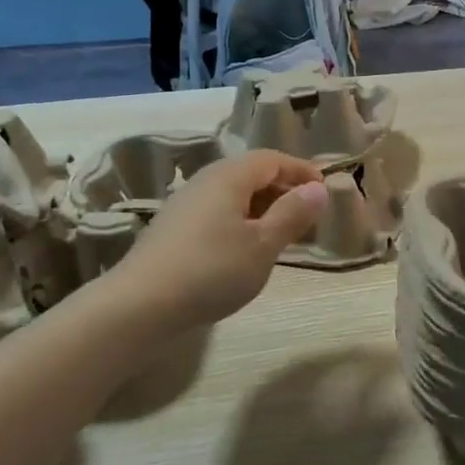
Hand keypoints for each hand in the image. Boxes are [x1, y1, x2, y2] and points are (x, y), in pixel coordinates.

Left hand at [115, 151, 327, 327]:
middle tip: (308, 216)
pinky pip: (218, 213)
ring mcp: (185, 206)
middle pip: (251, 174)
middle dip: (283, 190)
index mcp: (229, 176)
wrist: (139, 306)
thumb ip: (292, 214)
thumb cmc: (212, 270)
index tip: (325, 191)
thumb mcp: (263, 244)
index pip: (272, 159)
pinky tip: (246, 251)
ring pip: (233, 195)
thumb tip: (318, 188)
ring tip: (282, 236)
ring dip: (263, 209)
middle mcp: (205, 182)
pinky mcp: (173, 230)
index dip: (301, 170)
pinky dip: (241, 222)